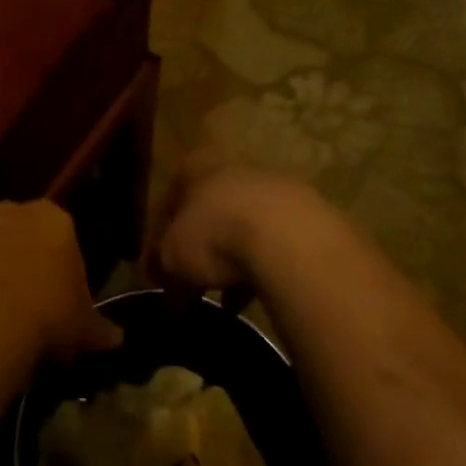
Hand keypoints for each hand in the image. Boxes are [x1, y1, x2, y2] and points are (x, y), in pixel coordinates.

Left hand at [0, 200, 122, 365]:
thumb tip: (117, 340)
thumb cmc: (45, 316)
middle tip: (30, 307)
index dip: (65, 272)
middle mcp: (9, 212)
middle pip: (21, 235)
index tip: (64, 304)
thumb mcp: (83, 329)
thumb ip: (100, 329)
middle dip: (25, 262)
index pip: (65, 238)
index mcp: (53, 219)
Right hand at [144, 156, 333, 293]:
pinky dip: (263, 268)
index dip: (160, 240)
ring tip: (226, 299)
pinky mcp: (306, 216)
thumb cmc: (215, 236)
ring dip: (233, 260)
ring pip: (243, 228)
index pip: (169, 202)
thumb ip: (160, 263)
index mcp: (195, 167)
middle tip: (193, 283)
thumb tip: (158, 275)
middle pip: (208, 212)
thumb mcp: (172, 256)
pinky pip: (274, 245)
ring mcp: (273, 189)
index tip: (159, 271)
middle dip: (200, 248)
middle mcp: (232, 168)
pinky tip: (257, 297)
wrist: (290, 240)